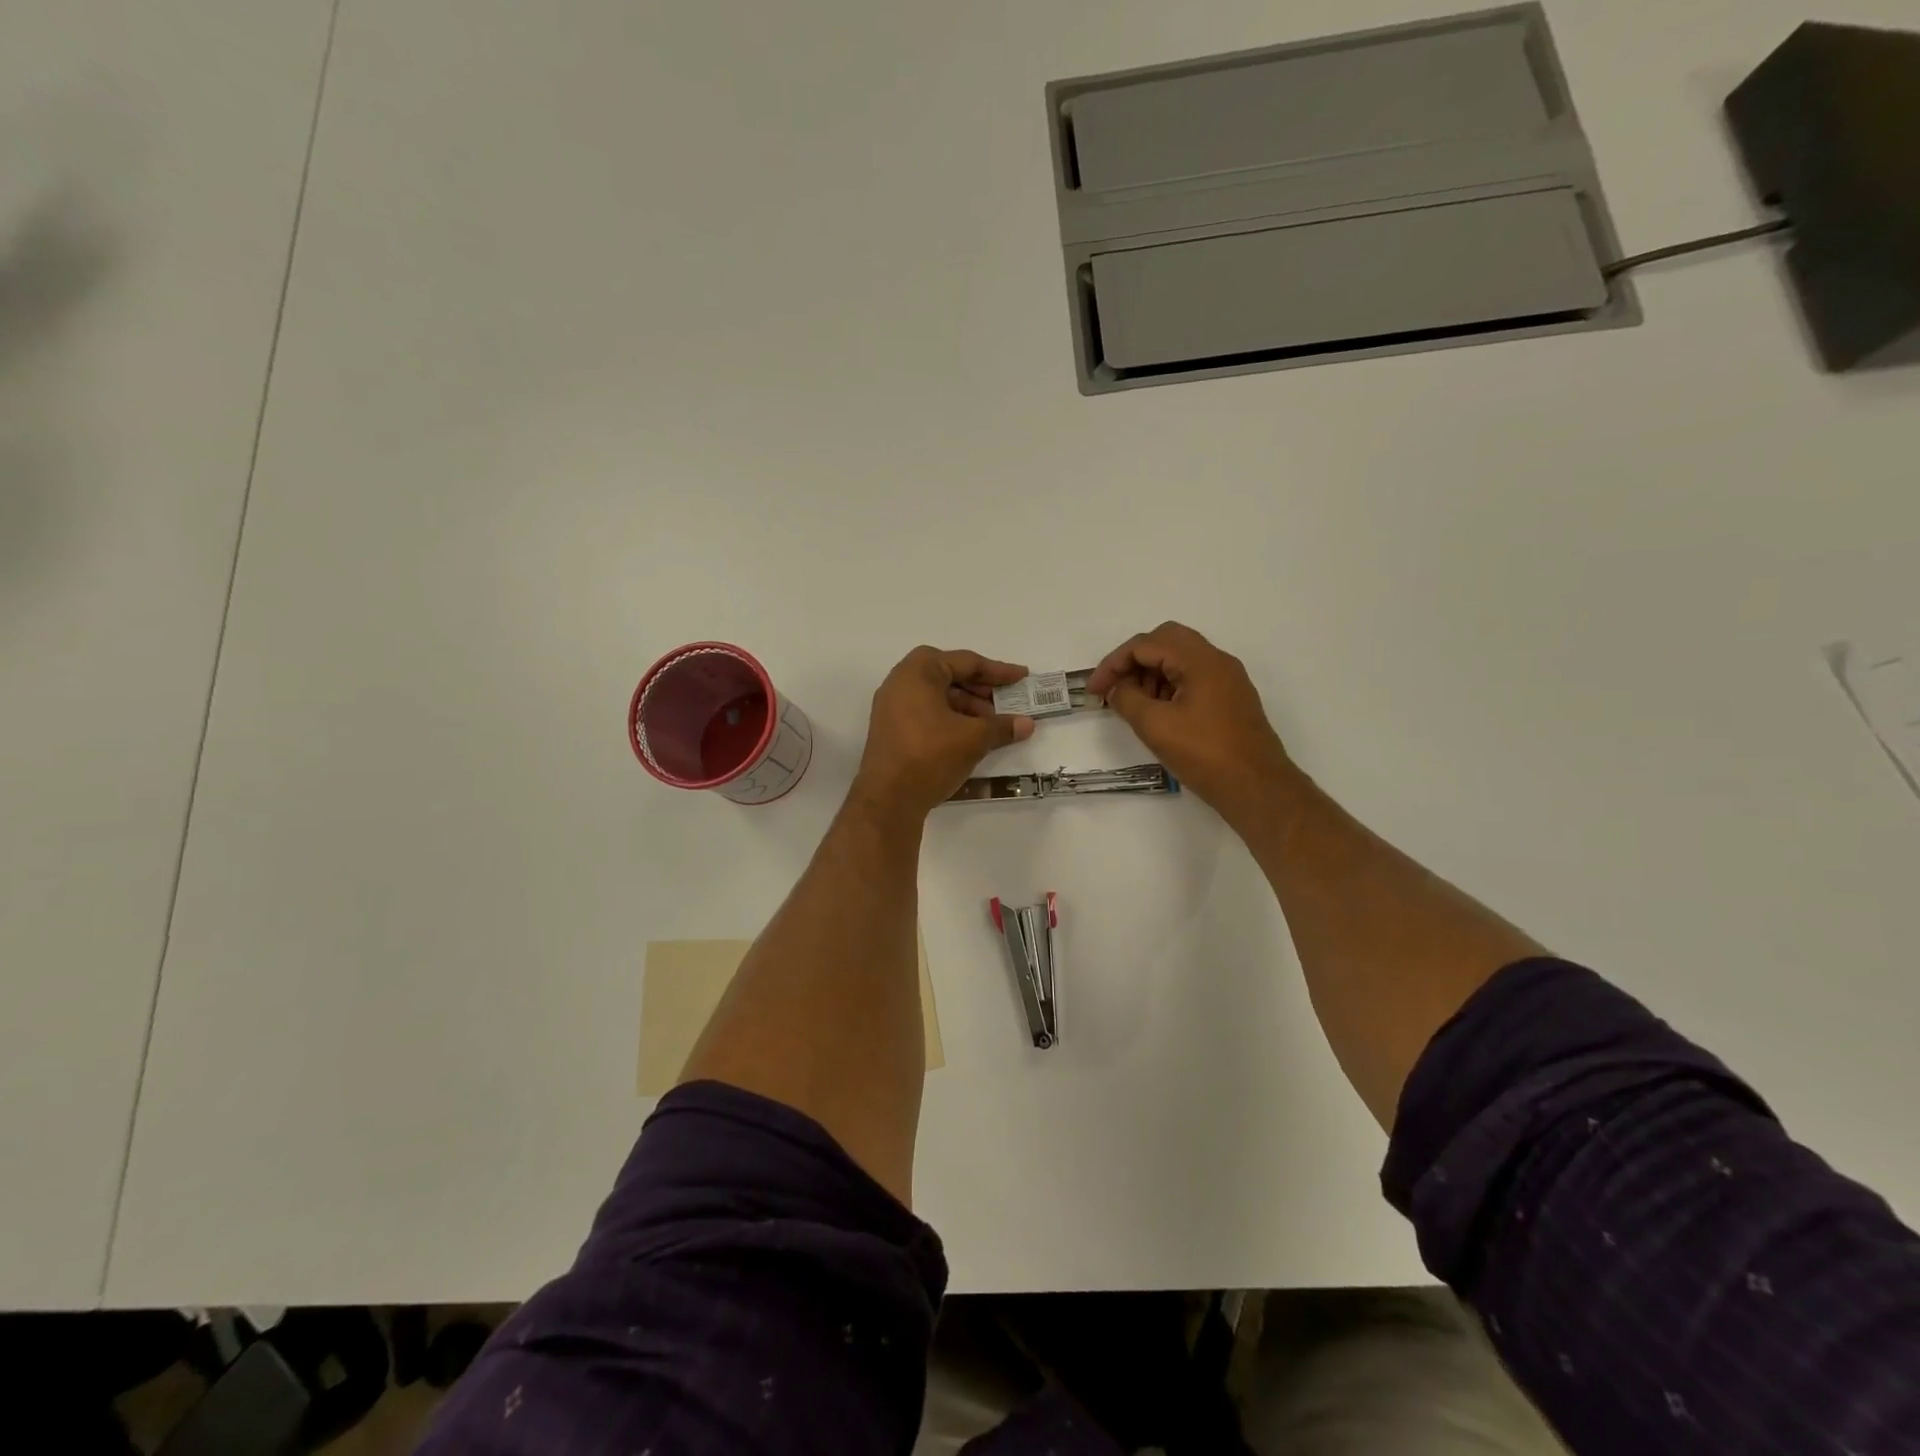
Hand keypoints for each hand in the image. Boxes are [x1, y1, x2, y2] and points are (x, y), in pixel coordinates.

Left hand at [852, 647, 1035, 819]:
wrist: (888, 799)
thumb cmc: (931, 756)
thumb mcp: (973, 739)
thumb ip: (1002, 726)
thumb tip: (1027, 724)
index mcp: (918, 672)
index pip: (965, 662)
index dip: (998, 671)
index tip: (1021, 678)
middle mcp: (900, 682)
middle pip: (949, 675)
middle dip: (980, 689)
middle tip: (1006, 703)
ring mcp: (892, 707)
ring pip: (937, 696)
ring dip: (967, 706)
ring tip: (991, 726)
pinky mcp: (891, 730)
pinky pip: (926, 713)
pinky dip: (949, 719)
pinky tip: (969, 738)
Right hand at [1087, 622, 1294, 816]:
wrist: (1257, 788)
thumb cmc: (1205, 755)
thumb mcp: (1155, 726)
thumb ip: (1127, 699)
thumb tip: (1116, 688)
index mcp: (1201, 661)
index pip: (1147, 644)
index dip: (1114, 663)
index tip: (1094, 690)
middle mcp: (1217, 661)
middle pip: (1165, 641)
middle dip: (1133, 661)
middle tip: (1114, 688)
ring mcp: (1227, 680)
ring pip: (1180, 659)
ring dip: (1151, 674)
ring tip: (1133, 704)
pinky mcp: (1230, 699)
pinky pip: (1192, 678)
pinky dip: (1168, 687)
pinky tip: (1157, 713)